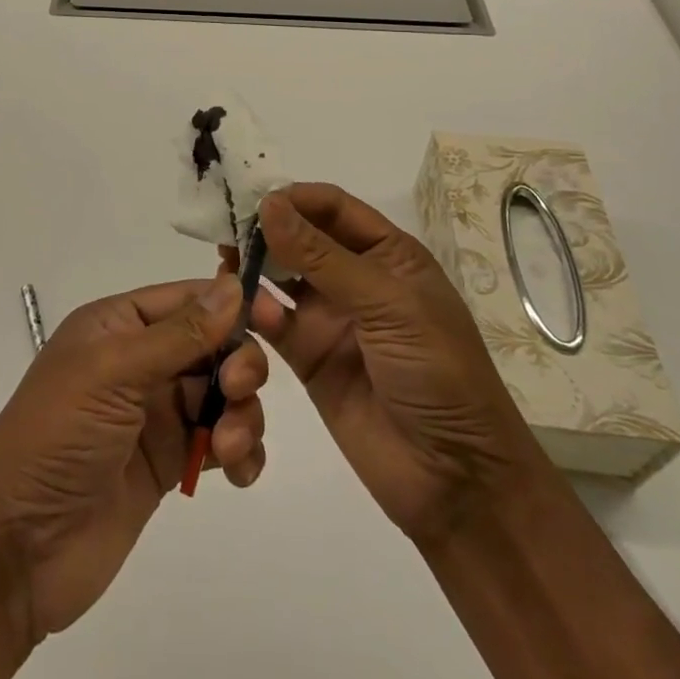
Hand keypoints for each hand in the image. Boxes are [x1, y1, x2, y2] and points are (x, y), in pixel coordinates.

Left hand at [0, 274, 269, 640]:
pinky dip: (239, 451)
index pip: (187, 298)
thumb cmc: (57, 437)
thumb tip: (232, 286)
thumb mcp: (113, 373)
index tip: (275, 318)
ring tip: (227, 448)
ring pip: (222, 394)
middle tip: (238, 390)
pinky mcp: (168, 463)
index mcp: (118, 325)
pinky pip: (219, 442)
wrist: (17, 549)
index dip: (231, 304)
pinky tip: (239, 471)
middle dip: (238, 363)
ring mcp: (155, 414)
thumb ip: (179, 334)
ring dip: (241, 413)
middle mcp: (139, 361)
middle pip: (212, 344)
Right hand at [245, 184, 546, 546]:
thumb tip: (268, 203)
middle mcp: (355, 278)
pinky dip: (254, 312)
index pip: (333, 207)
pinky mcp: (308, 357)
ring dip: (254, 266)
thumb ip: (322, 256)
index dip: (295, 198)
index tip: (252, 198)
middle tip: (226, 228)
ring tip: (224, 262)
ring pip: (281, 277)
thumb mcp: (388, 305)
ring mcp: (330, 318)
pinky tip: (240, 309)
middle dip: (266, 229)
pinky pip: (273, 323)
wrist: (456, 480)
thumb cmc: (438, 374)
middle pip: (301, 237)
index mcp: (388, 254)